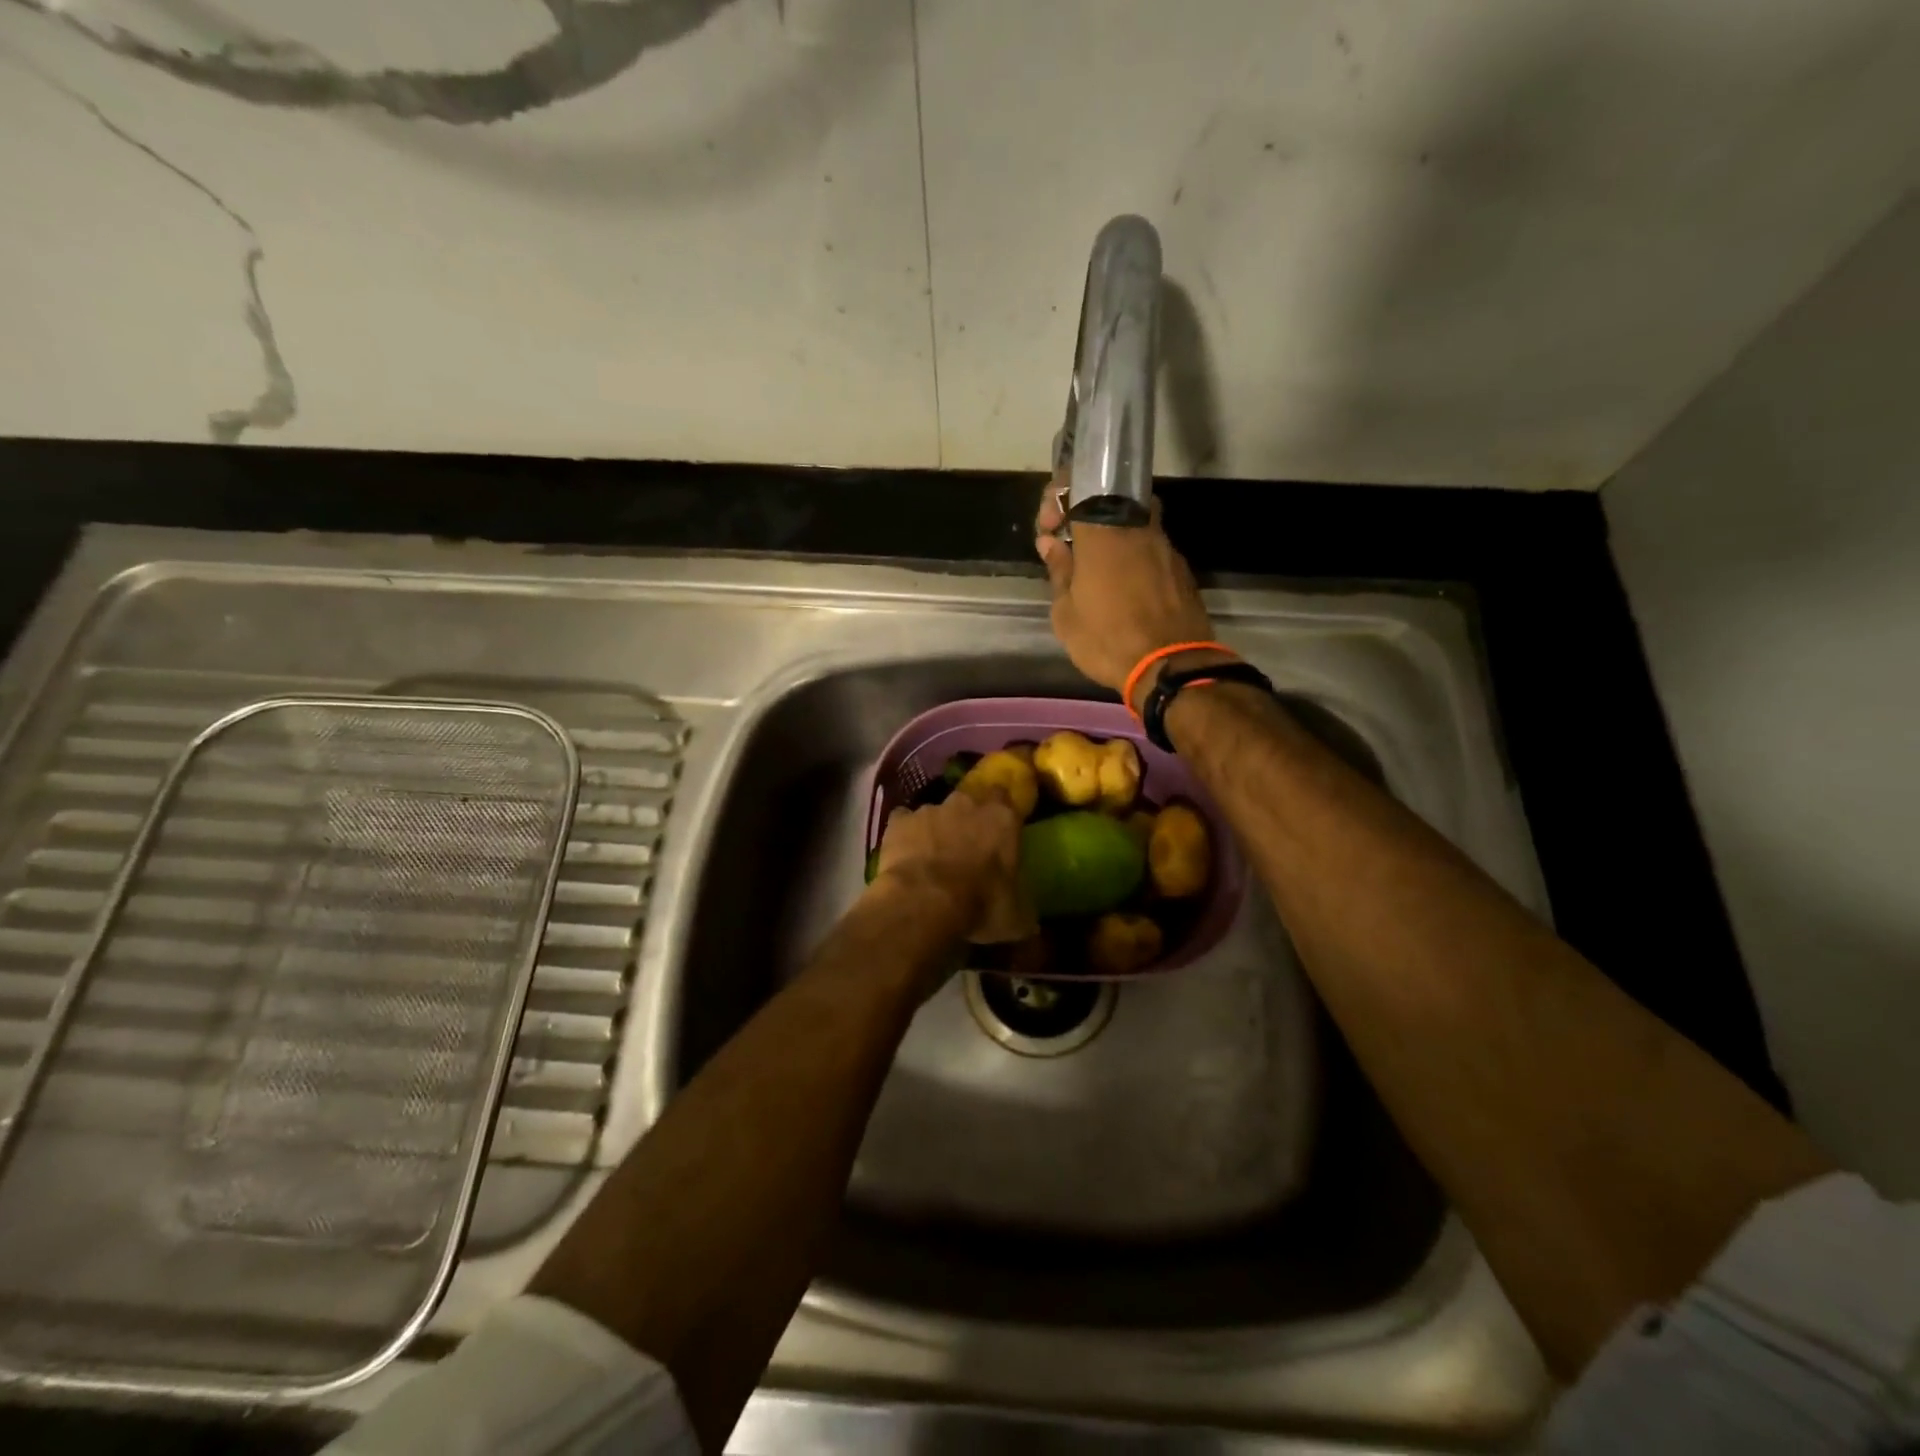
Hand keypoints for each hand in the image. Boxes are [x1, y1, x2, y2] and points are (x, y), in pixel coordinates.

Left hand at [872, 789, 1029, 944]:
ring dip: (936, 829)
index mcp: (1003, 818)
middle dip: (969, 818)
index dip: (1001, 814)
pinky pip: (903, 821)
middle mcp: (968, 804)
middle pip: (970, 801)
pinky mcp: (900, 821)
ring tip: (932, 857)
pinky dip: (904, 834)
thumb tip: (1029, 923)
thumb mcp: (1016, 917)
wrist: (925, 901)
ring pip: (936, 812)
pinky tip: (904, 854)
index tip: (999, 831)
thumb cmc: (980, 904)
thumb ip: (1023, 907)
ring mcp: (930, 809)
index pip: (1006, 799)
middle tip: (967, 845)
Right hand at [1036, 473, 1221, 710]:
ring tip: (1097, 566)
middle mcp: (1137, 526)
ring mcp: (1164, 545)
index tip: (1050, 527)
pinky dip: (1134, 554)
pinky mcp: (1181, 568)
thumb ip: (1059, 570)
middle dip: (1086, 512)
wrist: (1171, 667)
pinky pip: (1151, 547)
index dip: (1059, 497)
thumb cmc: (1107, 640)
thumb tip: (1051, 543)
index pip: (1079, 485)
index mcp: (1102, 531)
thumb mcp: (1066, 614)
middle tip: (1071, 542)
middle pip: (1110, 497)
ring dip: (1113, 534)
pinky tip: (1124, 584)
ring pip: (1134, 521)